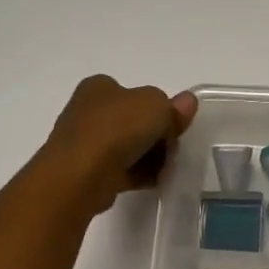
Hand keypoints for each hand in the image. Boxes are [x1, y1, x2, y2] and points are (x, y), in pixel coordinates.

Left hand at [39, 76, 198, 214]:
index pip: (135, 94)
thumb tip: (187, 102)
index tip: (173, 126)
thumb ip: (173, 106)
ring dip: (151, 158)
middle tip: (172, 149)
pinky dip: (139, 174)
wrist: (81, 174)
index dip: (159, 109)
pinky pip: (122, 170)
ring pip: (130, 147)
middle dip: (157, 136)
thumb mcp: (156, 106)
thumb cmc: (117, 128)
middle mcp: (88, 111)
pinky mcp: (88, 171)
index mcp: (99, 87)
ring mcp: (86, 143)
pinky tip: (154, 181)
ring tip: (165, 169)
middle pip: (135, 122)